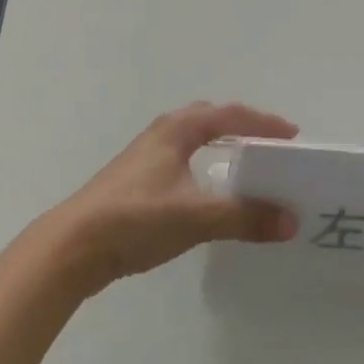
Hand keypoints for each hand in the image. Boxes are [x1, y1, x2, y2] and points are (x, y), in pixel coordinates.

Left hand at [39, 102, 300, 296]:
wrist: (71, 248)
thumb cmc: (136, 218)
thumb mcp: (196, 216)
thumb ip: (245, 217)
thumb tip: (291, 221)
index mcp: (179, 129)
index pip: (232, 115)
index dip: (264, 123)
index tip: (292, 135)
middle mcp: (163, 133)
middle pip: (211, 119)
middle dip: (243, 127)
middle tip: (270, 145)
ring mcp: (146, 157)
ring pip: (194, 140)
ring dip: (222, 146)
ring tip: (246, 165)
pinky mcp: (136, 181)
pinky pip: (183, 160)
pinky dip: (205, 165)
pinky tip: (209, 191)